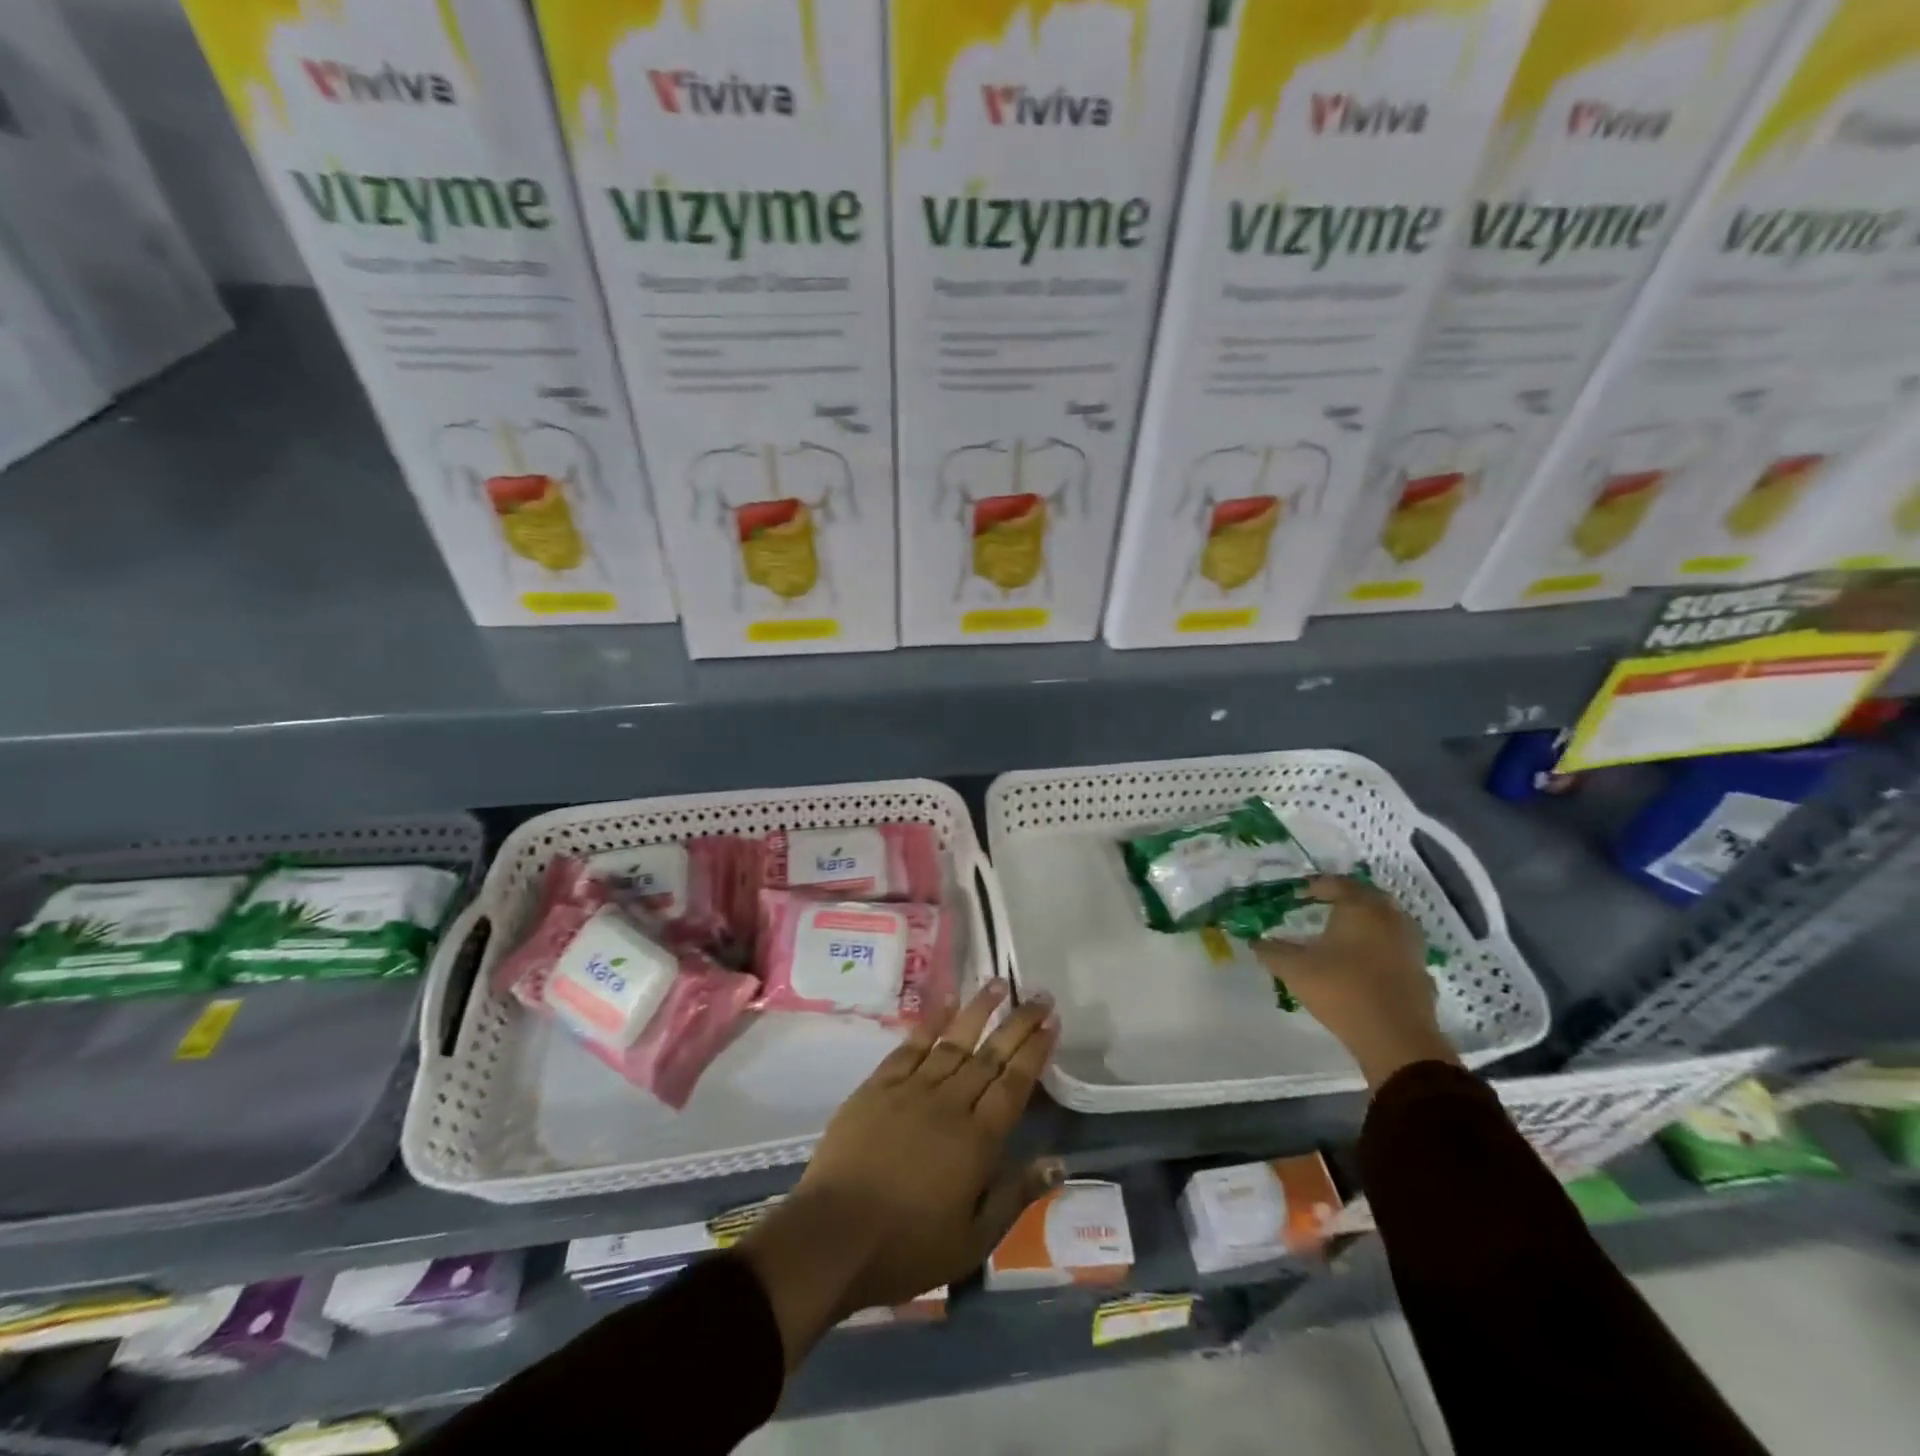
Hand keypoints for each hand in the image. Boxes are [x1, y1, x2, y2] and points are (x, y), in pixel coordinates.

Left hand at [738, 982, 1060, 1369]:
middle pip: (990, 1055)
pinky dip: (930, 1022)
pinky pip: (911, 1046)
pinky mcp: (879, 1085)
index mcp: (977, 1141)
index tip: (1051, 1022)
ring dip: (978, 1010)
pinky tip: (945, 1002)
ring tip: (998, 982)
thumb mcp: (973, 1240)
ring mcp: (912, 1089)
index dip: (1035, 1051)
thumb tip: (1059, 1162)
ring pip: (954, 1041)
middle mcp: (950, 1104)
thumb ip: (1016, 1195)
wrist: (834, 1236)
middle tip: (1040, 995)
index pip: (1014, 1084)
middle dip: (1018, 1023)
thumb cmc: (907, 1247)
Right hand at [1255, 875, 1457, 1090]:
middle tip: (1321, 907)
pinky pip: (1395, 949)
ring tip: (1341, 936)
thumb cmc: (1341, 990)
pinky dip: (1379, 949)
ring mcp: (1410, 945)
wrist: (1395, 1038)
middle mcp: (1390, 918)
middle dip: (1344, 899)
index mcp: (1361, 907)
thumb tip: (1255, 941)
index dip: (1314, 886)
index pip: (1336, 883)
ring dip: (1365, 924)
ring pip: (1386, 922)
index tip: (1295, 895)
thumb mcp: (1294, 969)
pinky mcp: (1420, 972)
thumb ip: (1271, 951)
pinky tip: (1362, 965)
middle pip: (1367, 898)